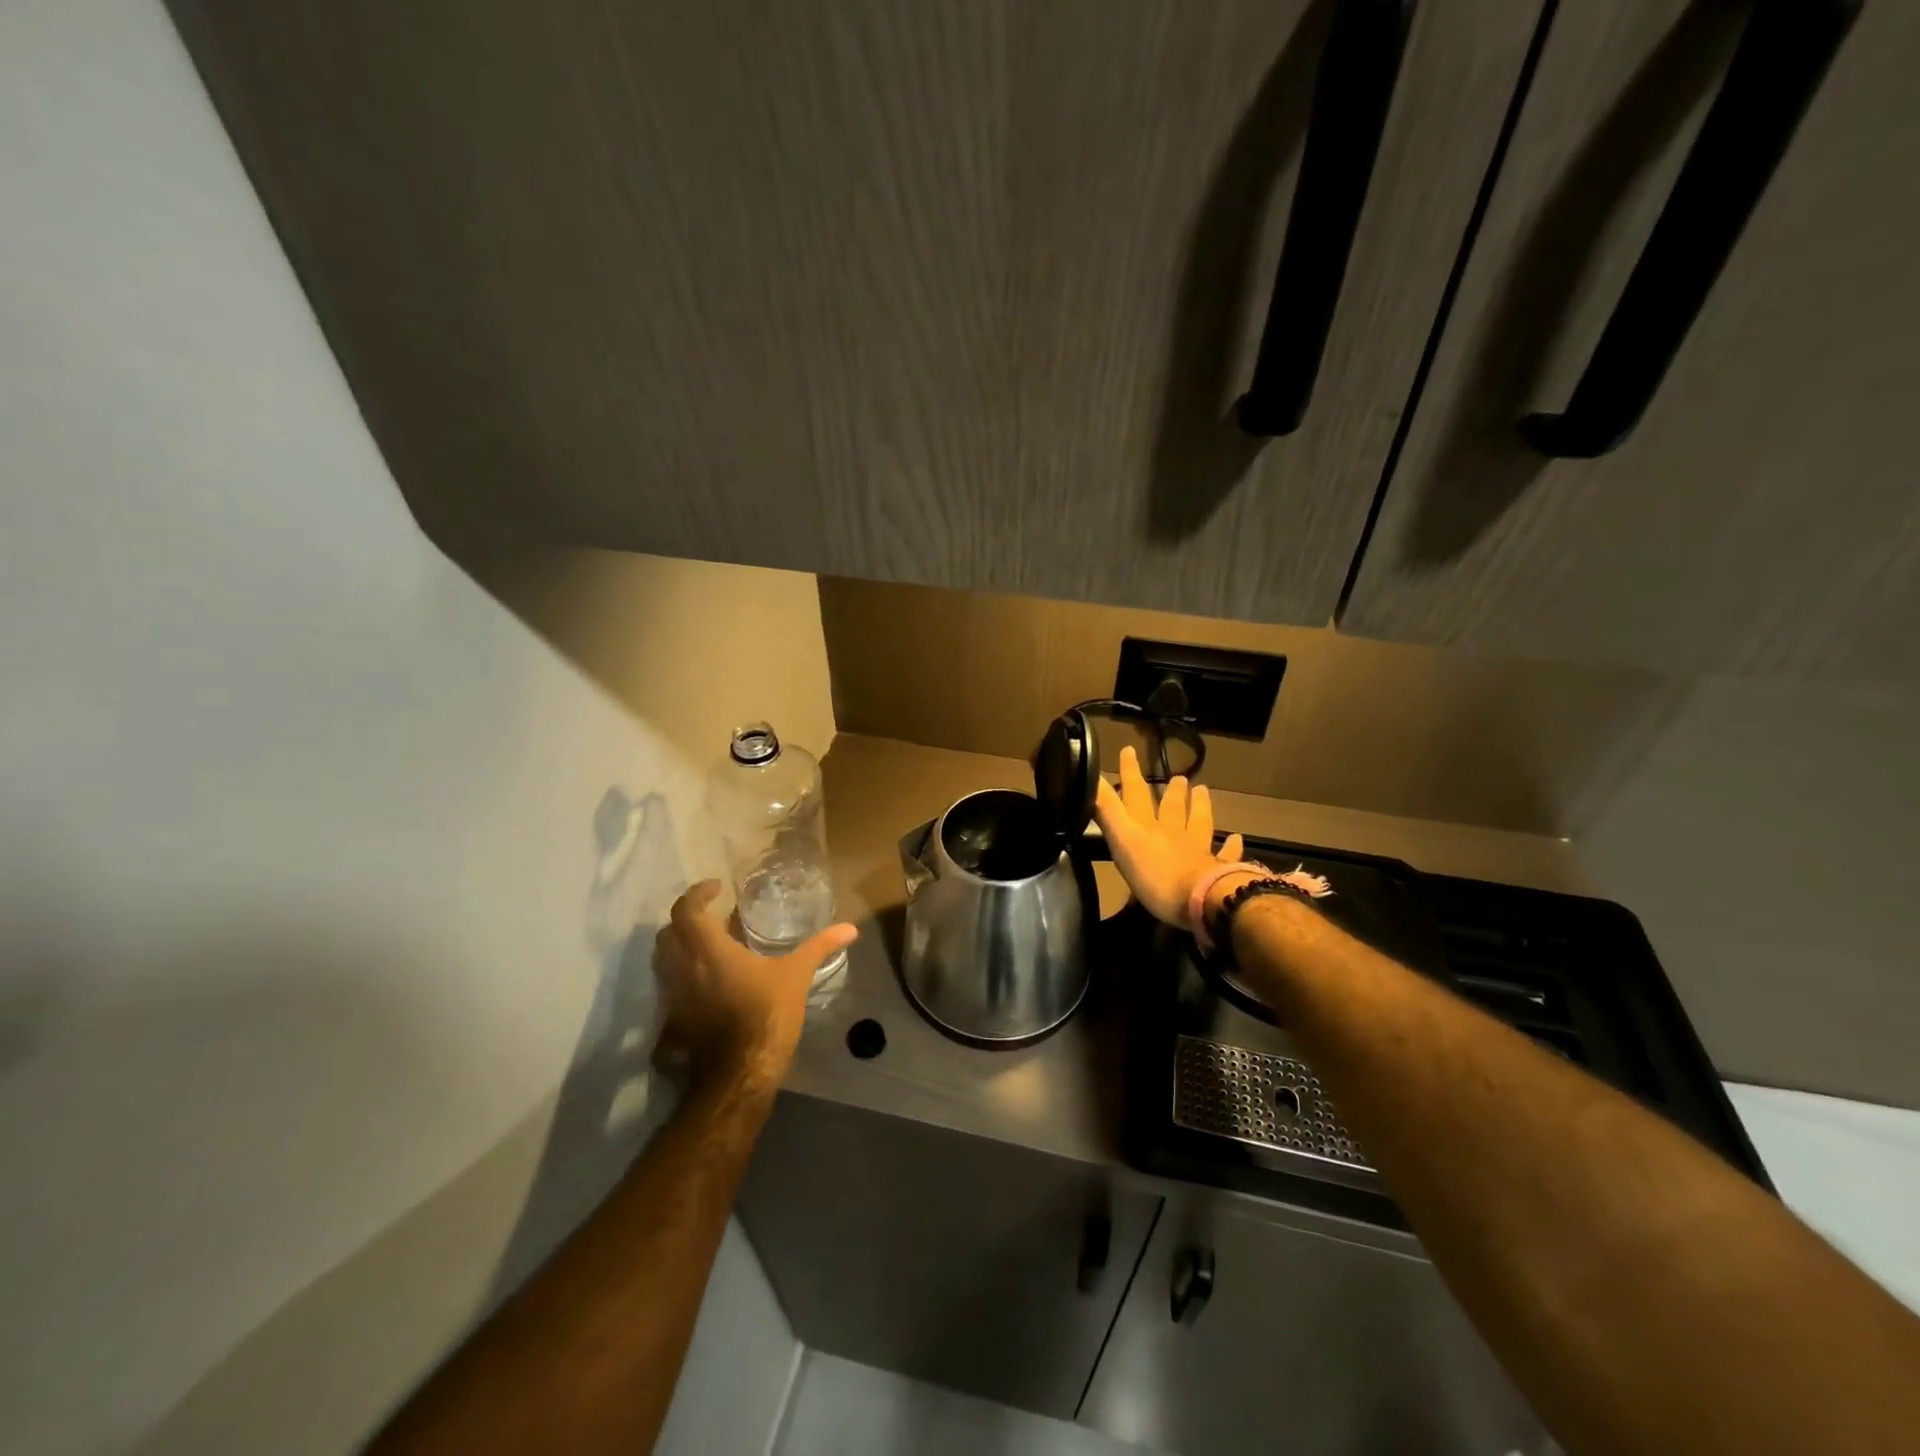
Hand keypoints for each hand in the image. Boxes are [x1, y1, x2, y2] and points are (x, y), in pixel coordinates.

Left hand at [654, 881, 858, 1093]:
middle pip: (668, 933)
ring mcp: (675, 996)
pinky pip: (670, 985)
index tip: (717, 888)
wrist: (740, 1074)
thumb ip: (819, 947)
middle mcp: (683, 968)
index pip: (687, 910)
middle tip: (712, 916)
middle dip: (686, 918)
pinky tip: (709, 980)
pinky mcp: (675, 1019)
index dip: (697, 894)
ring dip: (681, 946)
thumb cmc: (766, 1015)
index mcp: (708, 951)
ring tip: (711, 945)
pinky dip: (683, 973)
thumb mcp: (796, 976)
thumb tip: (850, 928)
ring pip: (664, 960)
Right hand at [1093, 746, 1245, 925]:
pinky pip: (1226, 855)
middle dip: (1172, 792)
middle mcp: (1174, 834)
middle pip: (1172, 808)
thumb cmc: (1155, 875)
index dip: (1130, 773)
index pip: (1137, 794)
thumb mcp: (1122, 840)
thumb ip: (1107, 809)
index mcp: (1148, 827)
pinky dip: (1231, 846)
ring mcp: (1198, 851)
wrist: (1202, 900)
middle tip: (1179, 776)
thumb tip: (1090, 775)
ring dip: (1199, 807)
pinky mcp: (1218, 870)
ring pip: (1199, 823)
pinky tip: (1237, 839)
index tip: (1129, 750)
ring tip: (1202, 790)